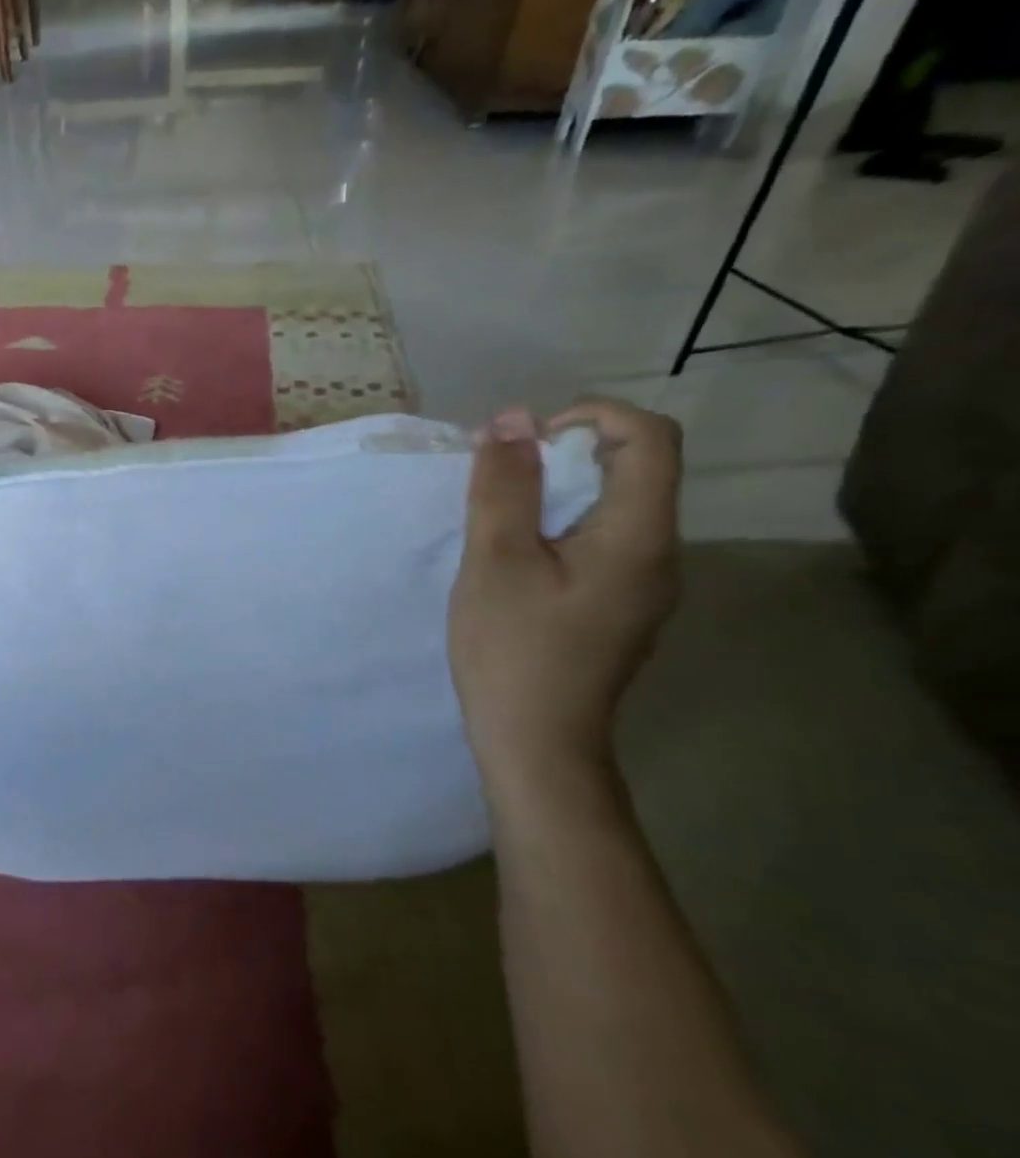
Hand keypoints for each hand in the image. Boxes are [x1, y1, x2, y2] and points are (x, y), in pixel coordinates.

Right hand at [449, 398, 680, 793]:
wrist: (536, 742)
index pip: (650, 437)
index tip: (525, 440)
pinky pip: (604, 537)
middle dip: (566, 450)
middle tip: (500, 476)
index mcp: (640, 536)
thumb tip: (510, 420)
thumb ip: (504, 487)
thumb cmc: (513, 649)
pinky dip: (563, 521)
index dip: (591, 415)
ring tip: (500, 511)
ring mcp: (646, 583)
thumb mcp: (496, 560)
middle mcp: (661, 552)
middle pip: (637, 467)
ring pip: (617, 503)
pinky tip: (519, 552)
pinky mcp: (622, 604)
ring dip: (560, 487)